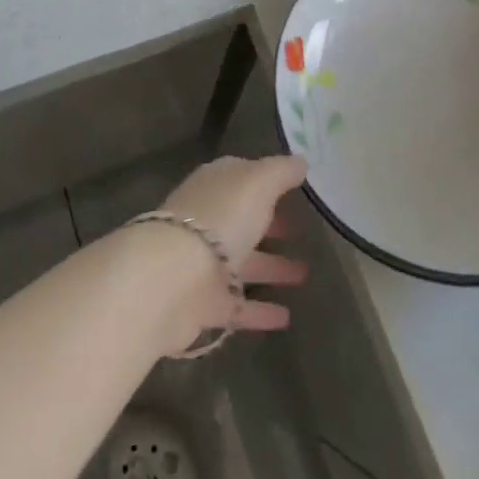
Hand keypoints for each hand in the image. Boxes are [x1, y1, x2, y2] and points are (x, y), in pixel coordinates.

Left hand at [153, 155, 308, 351]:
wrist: (173, 279)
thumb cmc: (219, 218)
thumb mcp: (257, 183)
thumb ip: (280, 171)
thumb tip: (300, 161)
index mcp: (216, 186)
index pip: (242, 176)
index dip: (266, 180)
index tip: (294, 188)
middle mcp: (208, 220)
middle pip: (242, 219)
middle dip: (269, 224)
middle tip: (301, 231)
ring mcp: (204, 263)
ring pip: (243, 262)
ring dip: (271, 267)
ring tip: (304, 274)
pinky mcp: (204, 303)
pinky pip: (238, 305)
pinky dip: (260, 311)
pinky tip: (286, 317)